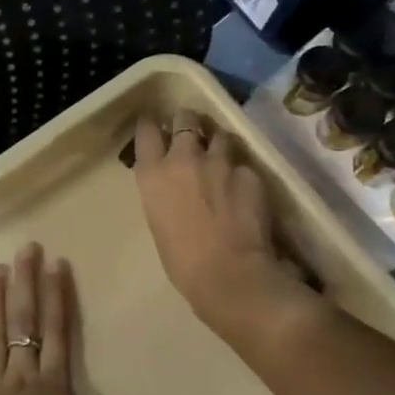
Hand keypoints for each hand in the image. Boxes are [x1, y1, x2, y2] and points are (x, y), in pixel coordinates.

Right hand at [132, 109, 314, 344]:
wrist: (229, 275)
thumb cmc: (183, 262)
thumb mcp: (159, 221)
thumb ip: (164, 192)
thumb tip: (175, 186)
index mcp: (152, 174)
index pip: (146, 130)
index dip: (151, 124)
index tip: (155, 123)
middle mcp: (183, 158)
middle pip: (185, 119)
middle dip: (188, 121)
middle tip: (192, 130)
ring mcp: (219, 161)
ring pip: (219, 134)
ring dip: (218, 141)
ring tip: (222, 153)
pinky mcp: (249, 172)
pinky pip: (243, 163)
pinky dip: (242, 171)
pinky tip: (245, 188)